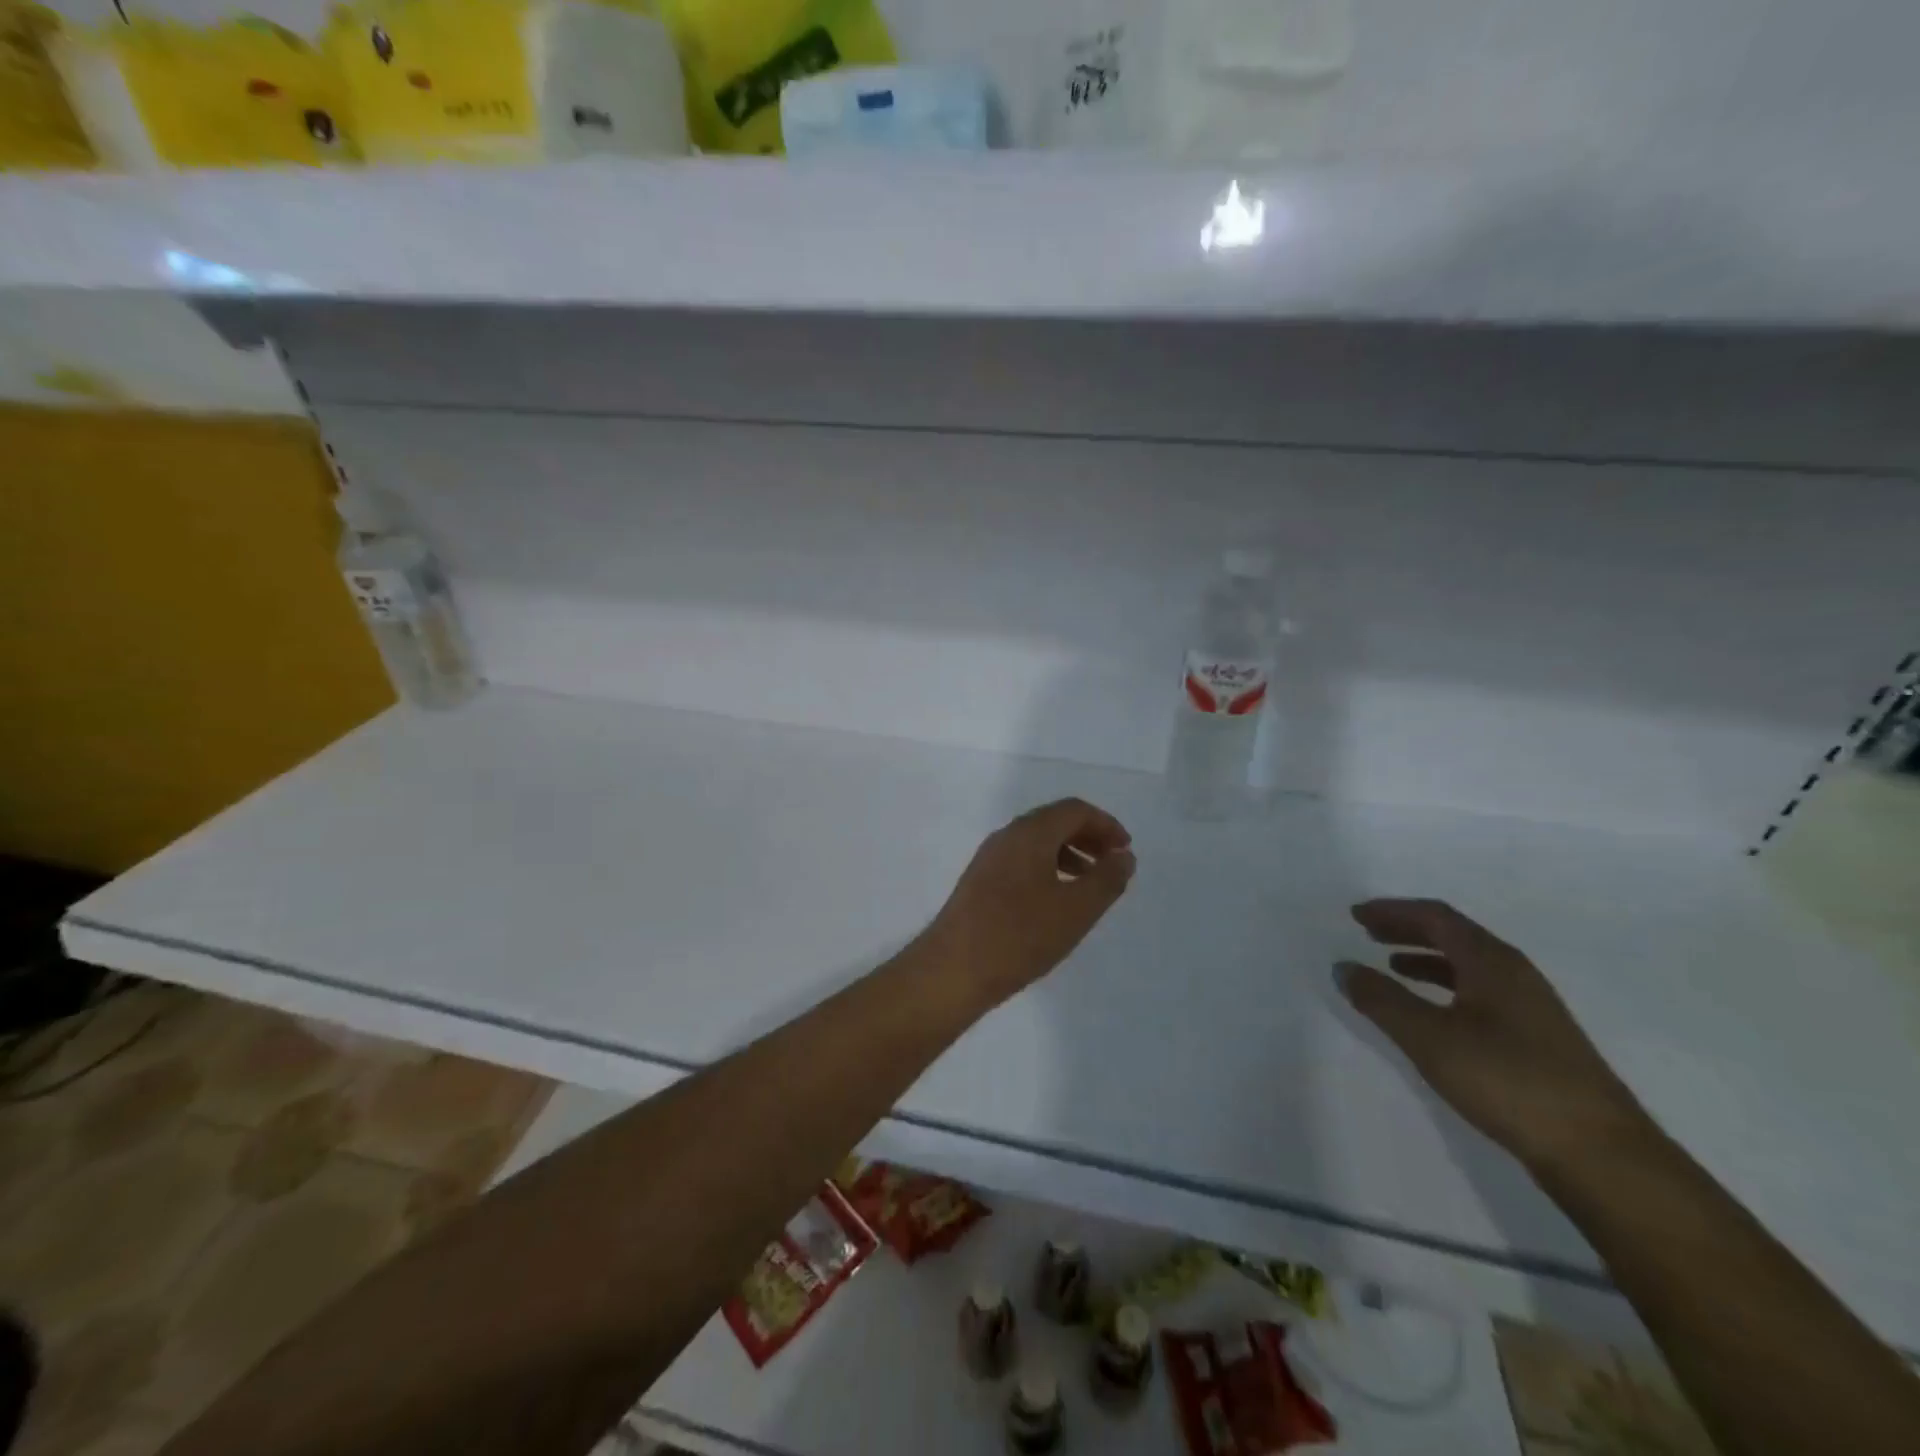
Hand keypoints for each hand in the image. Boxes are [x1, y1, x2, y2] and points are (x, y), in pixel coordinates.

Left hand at [918, 798, 1136, 1008]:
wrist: (954, 969)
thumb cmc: (1020, 935)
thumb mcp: (1076, 910)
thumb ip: (1106, 879)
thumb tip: (1124, 856)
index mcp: (1030, 833)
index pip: (1074, 810)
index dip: (1106, 825)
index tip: (1125, 851)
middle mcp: (1007, 836)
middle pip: (1054, 822)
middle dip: (1088, 838)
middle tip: (1112, 864)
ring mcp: (989, 858)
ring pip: (1037, 843)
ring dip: (1068, 854)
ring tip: (1089, 885)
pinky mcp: (979, 881)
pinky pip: (1022, 861)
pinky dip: (1047, 869)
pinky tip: (1056, 901)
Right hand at [1337, 899, 1652, 1172]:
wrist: (1601, 1155)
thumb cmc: (1508, 1081)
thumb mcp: (1429, 1038)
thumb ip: (1381, 999)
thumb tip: (1342, 967)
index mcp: (1491, 961)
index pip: (1436, 917)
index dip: (1392, 911)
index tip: (1356, 915)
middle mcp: (1514, 973)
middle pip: (1454, 935)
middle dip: (1408, 930)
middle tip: (1368, 932)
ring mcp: (1531, 1007)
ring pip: (1469, 965)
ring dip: (1426, 959)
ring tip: (1392, 967)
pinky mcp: (1538, 1039)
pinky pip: (1480, 992)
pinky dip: (1446, 987)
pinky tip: (1434, 1012)